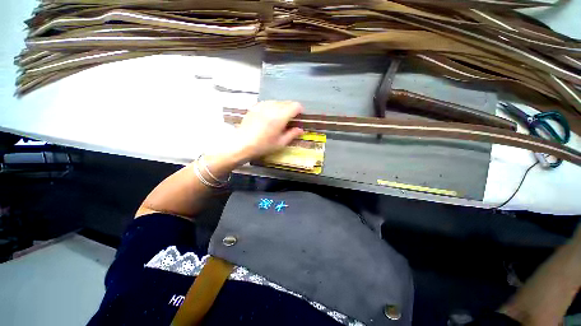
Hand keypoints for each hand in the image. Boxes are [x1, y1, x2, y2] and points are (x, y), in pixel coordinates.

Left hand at [229, 101, 303, 162]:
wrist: (241, 144)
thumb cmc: (263, 146)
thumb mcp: (280, 143)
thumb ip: (292, 134)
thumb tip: (301, 129)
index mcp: (280, 116)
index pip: (295, 106)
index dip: (300, 111)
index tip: (299, 118)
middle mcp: (272, 107)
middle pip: (287, 102)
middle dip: (291, 109)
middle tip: (290, 120)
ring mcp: (262, 105)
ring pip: (277, 102)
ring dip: (282, 108)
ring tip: (279, 119)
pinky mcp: (254, 107)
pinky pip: (267, 103)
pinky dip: (272, 107)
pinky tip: (269, 116)